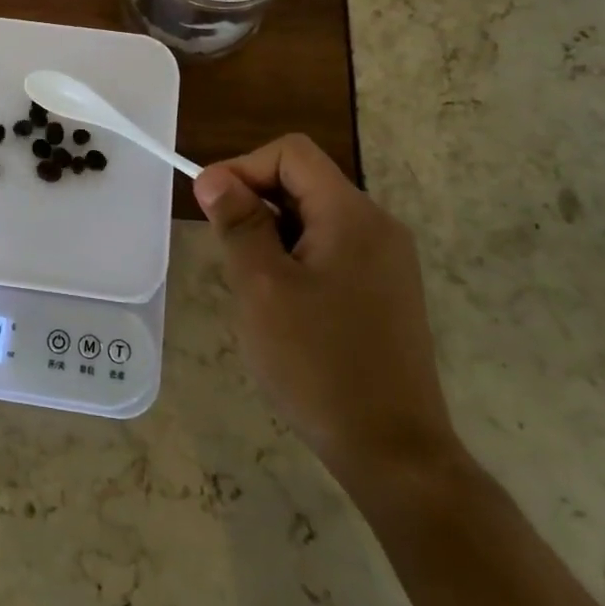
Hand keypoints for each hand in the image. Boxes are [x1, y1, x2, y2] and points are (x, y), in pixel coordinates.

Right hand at [193, 135, 460, 488]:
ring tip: (254, 288)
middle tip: (230, 257)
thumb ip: (238, 223)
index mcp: (352, 215)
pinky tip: (284, 307)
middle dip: (256, 205)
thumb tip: (214, 177)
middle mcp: (377, 226)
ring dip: (273, 236)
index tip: (211, 207)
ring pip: (313, 219)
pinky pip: (331, 250)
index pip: (291, 153)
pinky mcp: (386, 291)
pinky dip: (296, 260)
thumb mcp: (262, 286)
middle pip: (304, 182)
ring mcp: (387, 261)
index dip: (243, 166)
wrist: (393, 452)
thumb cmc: (318, 363)